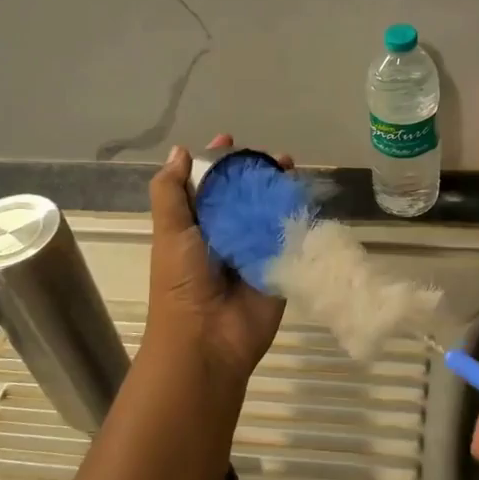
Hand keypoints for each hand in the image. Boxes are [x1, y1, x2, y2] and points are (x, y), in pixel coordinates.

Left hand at [142, 135, 288, 385]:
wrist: (207, 338)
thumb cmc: (181, 282)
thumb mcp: (169, 231)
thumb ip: (171, 191)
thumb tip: (181, 152)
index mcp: (197, 226)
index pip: (209, 186)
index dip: (219, 164)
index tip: (231, 141)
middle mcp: (227, 235)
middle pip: (245, 196)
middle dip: (258, 174)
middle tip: (277, 157)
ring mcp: (255, 252)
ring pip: (270, 214)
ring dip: (281, 191)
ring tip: (293, 170)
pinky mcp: (279, 268)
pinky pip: (291, 239)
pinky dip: (299, 219)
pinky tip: (308, 198)